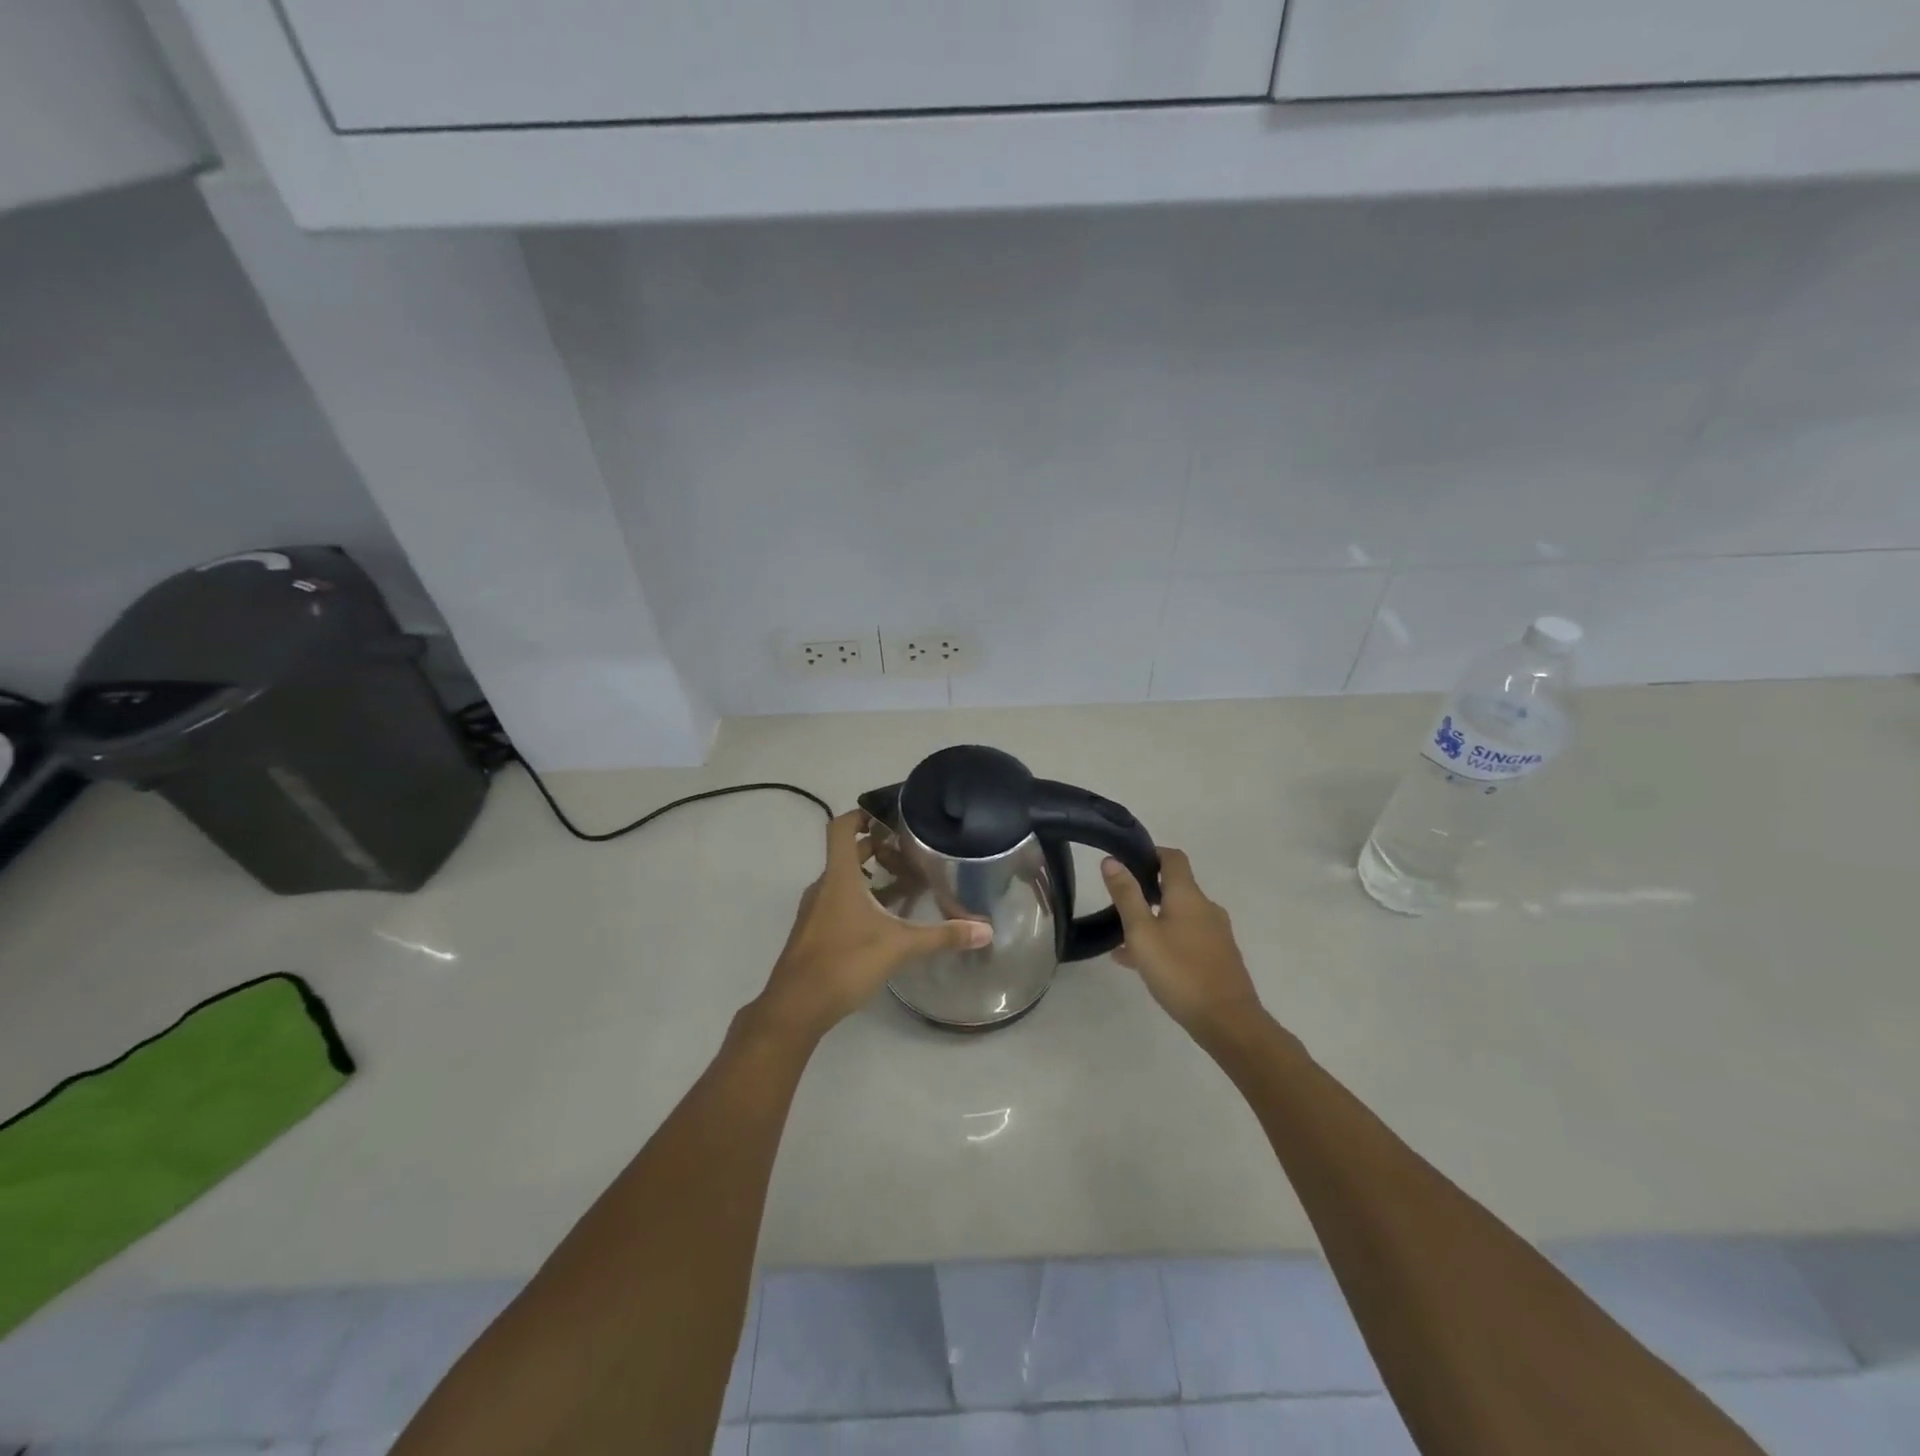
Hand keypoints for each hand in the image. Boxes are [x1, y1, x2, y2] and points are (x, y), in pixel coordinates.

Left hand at [753, 810, 991, 1039]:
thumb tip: (986, 930)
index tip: (891, 817)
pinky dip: (862, 900)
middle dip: (878, 848)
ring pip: (845, 879)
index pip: (842, 827)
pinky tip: (887, 920)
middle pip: (848, 852)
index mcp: (839, 877)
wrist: (795, 1007)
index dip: (863, 814)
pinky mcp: (816, 932)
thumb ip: (942, 936)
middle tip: (912, 853)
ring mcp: (816, 910)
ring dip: (872, 876)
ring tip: (906, 885)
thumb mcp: (899, 947)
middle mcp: (824, 886)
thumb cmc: (844, 963)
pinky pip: (840, 902)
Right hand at [1102, 848, 1265, 1039]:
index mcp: (1188, 896)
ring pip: (1179, 917)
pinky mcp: (1219, 958)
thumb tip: (1112, 860)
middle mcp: (1206, 908)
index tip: (1128, 860)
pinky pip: (1187, 939)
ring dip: (1153, 921)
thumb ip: (1126, 896)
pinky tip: (1143, 965)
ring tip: (1123, 942)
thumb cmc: (1180, 971)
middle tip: (1118, 905)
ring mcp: (1216, 934)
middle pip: (1175, 888)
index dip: (1151, 853)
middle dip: (1147, 892)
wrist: (1229, 1022)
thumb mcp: (1142, 933)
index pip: (1173, 858)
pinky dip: (1166, 941)